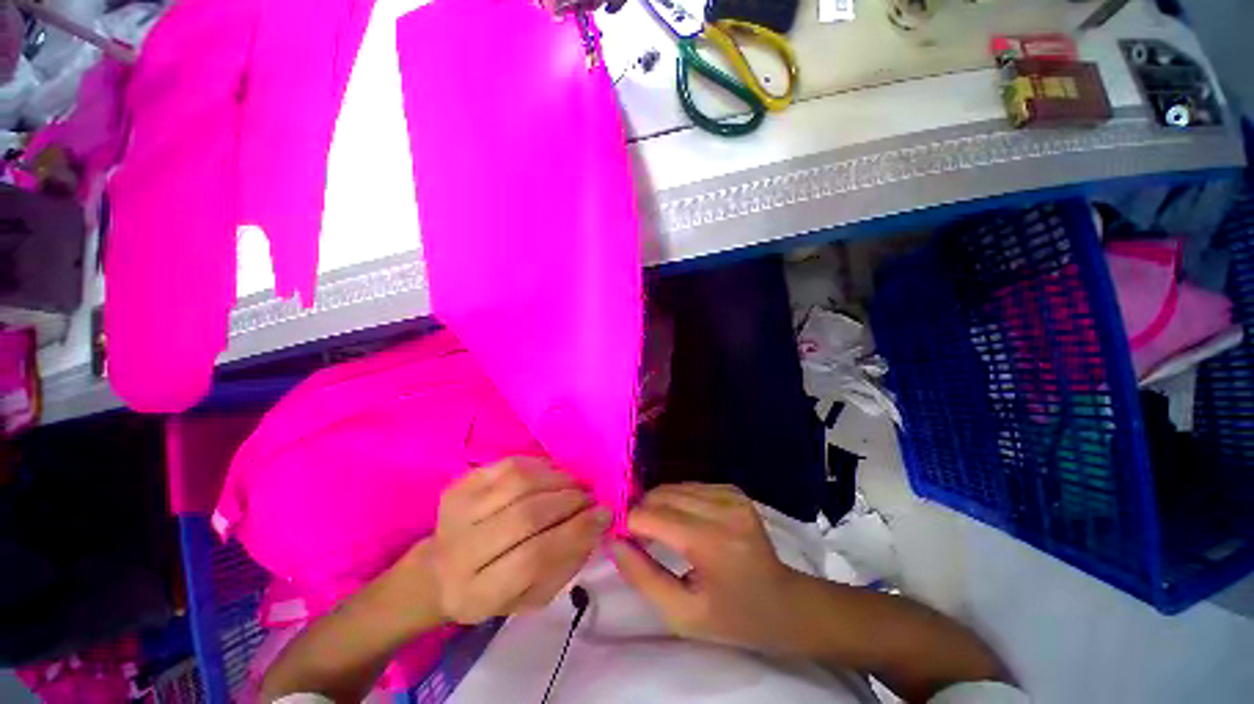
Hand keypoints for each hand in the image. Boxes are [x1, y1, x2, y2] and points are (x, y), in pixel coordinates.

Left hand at [428, 457, 611, 624]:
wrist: (438, 572)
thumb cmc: (492, 590)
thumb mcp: (531, 597)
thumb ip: (565, 565)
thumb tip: (596, 524)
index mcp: (478, 593)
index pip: (533, 558)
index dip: (575, 532)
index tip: (604, 516)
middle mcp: (462, 551)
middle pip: (526, 516)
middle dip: (570, 501)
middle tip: (591, 498)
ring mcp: (457, 512)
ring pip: (519, 483)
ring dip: (558, 480)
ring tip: (575, 485)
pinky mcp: (460, 484)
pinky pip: (510, 464)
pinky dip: (540, 465)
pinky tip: (553, 475)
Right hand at [610, 483, 806, 652]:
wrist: (784, 603)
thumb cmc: (732, 617)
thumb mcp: (682, 614)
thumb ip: (642, 577)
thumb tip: (613, 542)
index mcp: (711, 542)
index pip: (650, 515)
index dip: (629, 525)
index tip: (624, 541)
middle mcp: (722, 508)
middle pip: (661, 495)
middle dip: (642, 512)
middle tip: (639, 538)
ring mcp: (731, 495)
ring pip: (674, 487)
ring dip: (659, 505)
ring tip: (661, 531)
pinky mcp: (734, 490)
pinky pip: (690, 486)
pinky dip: (677, 500)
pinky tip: (683, 521)